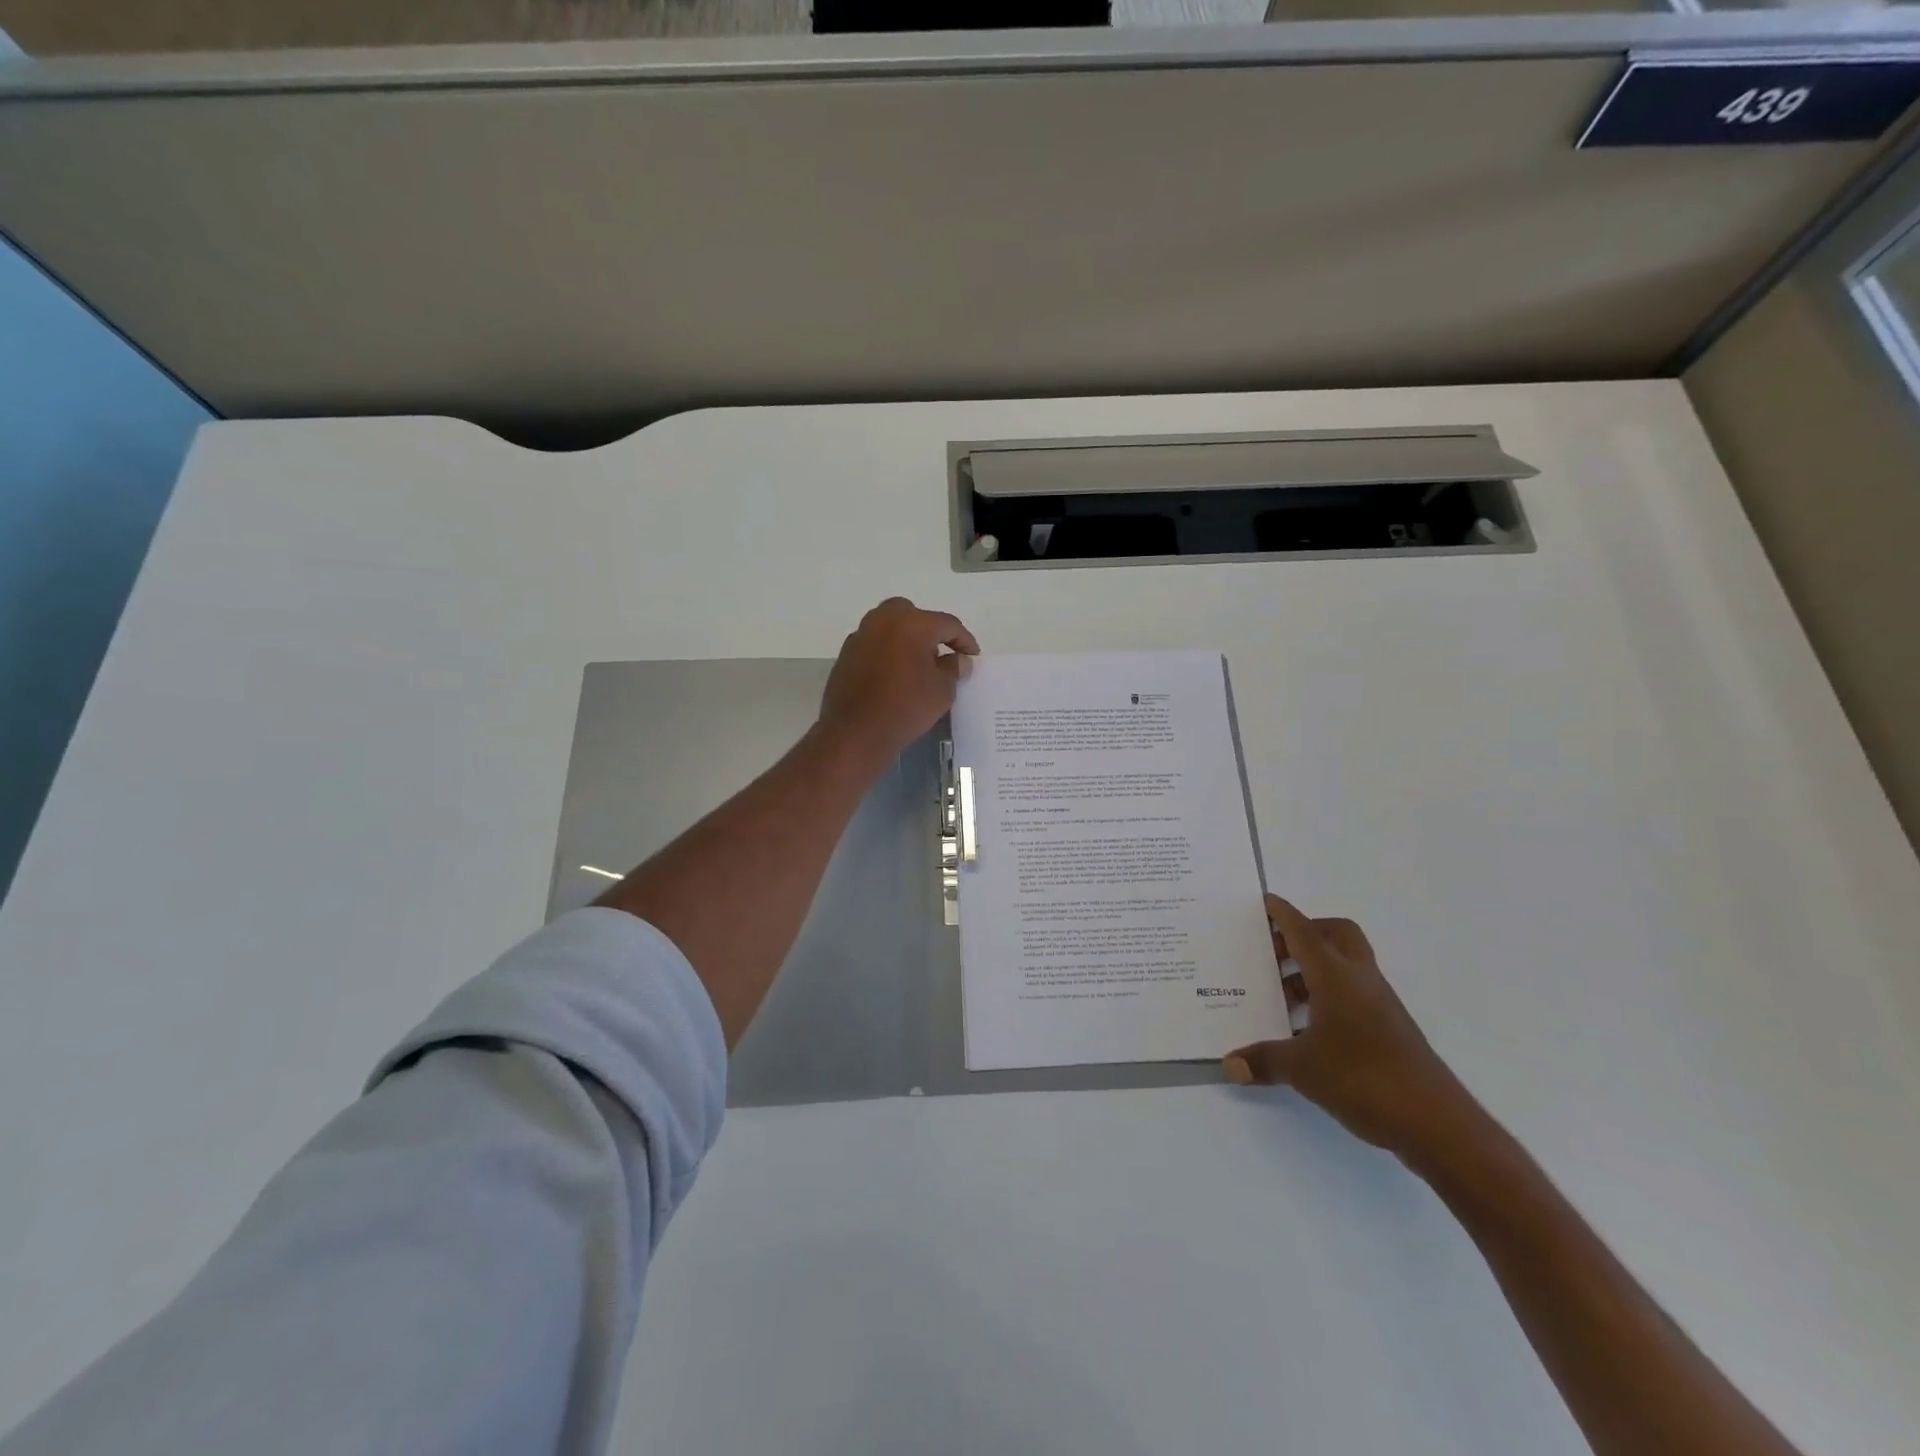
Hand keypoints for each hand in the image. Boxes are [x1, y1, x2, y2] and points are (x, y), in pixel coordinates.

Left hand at [817, 598, 979, 767]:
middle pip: (914, 615)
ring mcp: (861, 635)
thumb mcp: (942, 691)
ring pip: (890, 626)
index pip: (947, 624)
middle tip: (941, 653)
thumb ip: (954, 669)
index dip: (964, 640)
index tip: (972, 656)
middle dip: (930, 630)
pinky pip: (874, 643)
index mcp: (912, 624)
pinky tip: (894, 673)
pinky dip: (887, 651)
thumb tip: (958, 660)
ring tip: (917, 663)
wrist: (855, 732)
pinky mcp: (846, 653)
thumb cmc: (906, 708)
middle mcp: (884, 620)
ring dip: (906, 638)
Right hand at [1225, 895, 1479, 1161]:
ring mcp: (1380, 1004)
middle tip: (1274, 952)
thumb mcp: (1302, 1069)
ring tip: (1281, 994)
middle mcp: (1359, 980)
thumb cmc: (1363, 1079)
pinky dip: (1328, 996)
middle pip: (1336, 935)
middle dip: (1306, 934)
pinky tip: (1307, 1028)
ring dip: (1314, 969)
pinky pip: (1353, 993)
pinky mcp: (1390, 1029)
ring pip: (1345, 965)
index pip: (1304, 932)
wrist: (1436, 1123)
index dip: (1284, 914)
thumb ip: (1263, 1061)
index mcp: (1335, 977)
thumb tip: (1230, 1064)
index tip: (1265, 902)